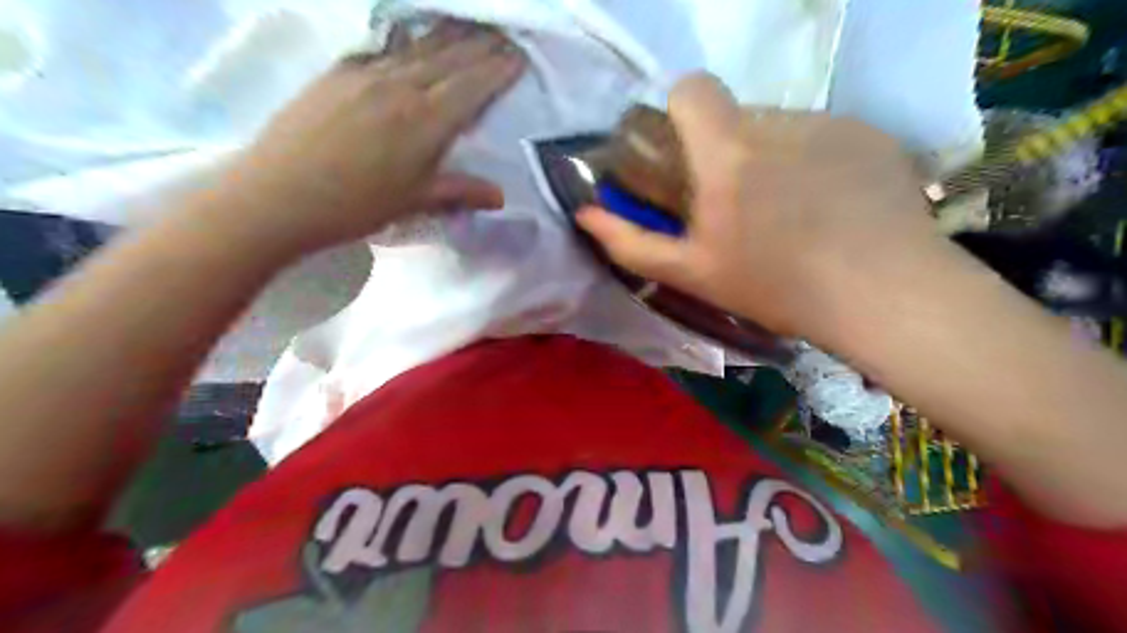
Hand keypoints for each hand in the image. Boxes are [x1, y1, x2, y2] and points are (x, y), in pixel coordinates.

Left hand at [204, 22, 524, 258]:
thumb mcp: (414, 202)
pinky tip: (409, 37)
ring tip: (467, 25)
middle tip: (502, 34)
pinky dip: (405, 41)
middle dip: (480, 45)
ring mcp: (365, 75)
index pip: (471, 87)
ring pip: (416, 47)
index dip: (497, 71)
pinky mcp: (337, 73)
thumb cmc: (354, 205)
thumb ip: (459, 191)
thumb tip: (501, 196)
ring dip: (446, 36)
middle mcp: (399, 88)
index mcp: (424, 122)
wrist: (277, 195)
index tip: (518, 56)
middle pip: (448, 59)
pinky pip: (381, 48)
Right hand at [575, 72, 938, 337]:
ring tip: (790, 213)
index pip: (691, 88)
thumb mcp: (693, 274)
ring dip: (770, 158)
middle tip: (740, 206)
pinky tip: (829, 207)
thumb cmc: (777, 288)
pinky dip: (813, 161)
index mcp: (728, 152)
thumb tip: (586, 214)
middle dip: (726, 151)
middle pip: (735, 115)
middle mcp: (778, 122)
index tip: (685, 154)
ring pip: (779, 127)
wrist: (885, 294)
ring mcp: (831, 123)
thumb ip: (632, 242)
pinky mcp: (870, 133)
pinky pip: (822, 135)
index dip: (679, 112)